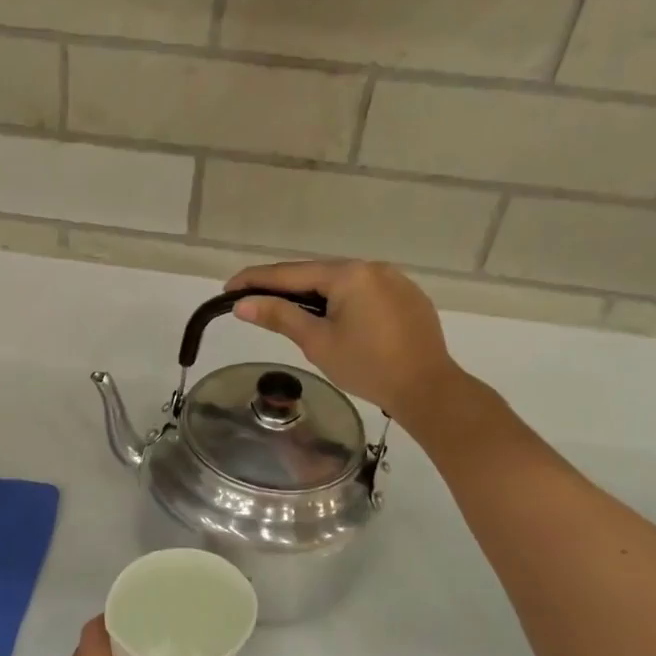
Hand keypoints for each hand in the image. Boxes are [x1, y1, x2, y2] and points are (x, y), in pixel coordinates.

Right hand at [226, 259, 468, 424]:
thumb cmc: (367, 367)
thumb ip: (280, 317)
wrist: (427, 388)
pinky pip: (365, 292)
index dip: (256, 280)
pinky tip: (335, 320)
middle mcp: (372, 267)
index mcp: (348, 274)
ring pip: (342, 283)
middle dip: (285, 287)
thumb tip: (242, 304)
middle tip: (255, 302)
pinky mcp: (408, 297)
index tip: (228, 288)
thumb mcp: (317, 342)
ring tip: (291, 313)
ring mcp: (395, 280)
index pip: (290, 273)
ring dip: (314, 294)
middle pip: (317, 274)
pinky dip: (342, 302)